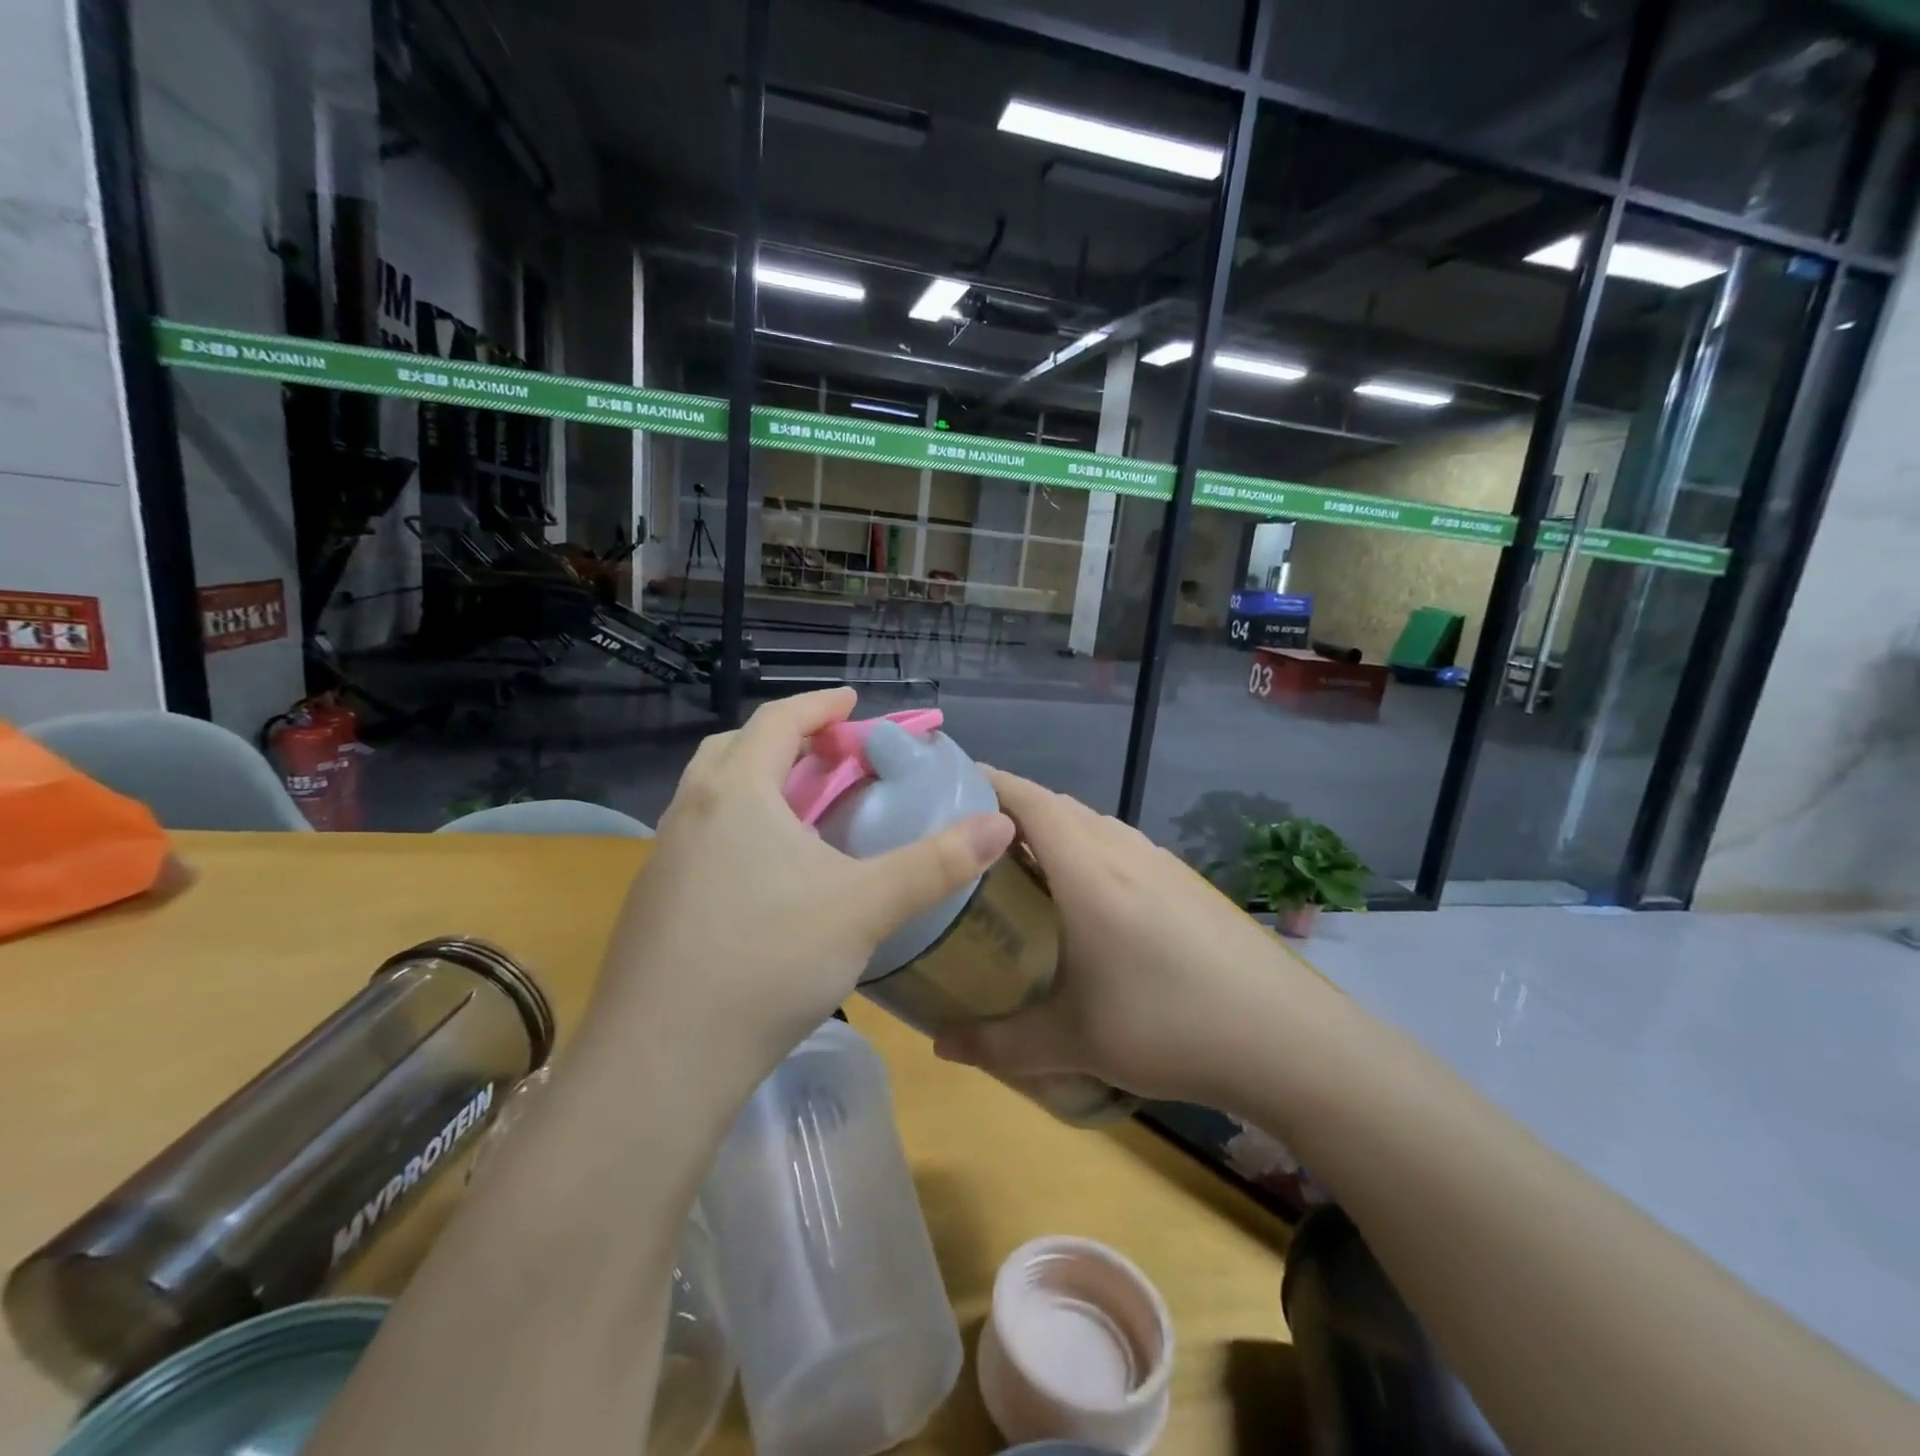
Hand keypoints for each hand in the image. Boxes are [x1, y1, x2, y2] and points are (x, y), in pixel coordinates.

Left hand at [586, 689, 1013, 1090]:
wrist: (661, 1060)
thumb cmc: (769, 961)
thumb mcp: (865, 907)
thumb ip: (936, 864)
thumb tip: (1000, 825)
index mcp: (737, 793)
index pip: (778, 720)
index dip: (820, 705)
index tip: (853, 702)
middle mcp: (691, 812)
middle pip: (736, 748)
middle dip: (786, 740)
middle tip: (829, 758)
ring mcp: (663, 858)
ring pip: (711, 795)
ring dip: (757, 785)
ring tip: (801, 813)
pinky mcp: (653, 901)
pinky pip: (699, 837)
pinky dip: (736, 829)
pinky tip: (764, 876)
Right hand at [935, 769, 1307, 1104]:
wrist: (1288, 1039)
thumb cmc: (1170, 1026)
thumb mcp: (1075, 1041)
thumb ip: (998, 1043)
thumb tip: (941, 1046)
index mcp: (1087, 868)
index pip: (1027, 799)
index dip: (986, 783)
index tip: (946, 788)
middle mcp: (1122, 849)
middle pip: (1056, 806)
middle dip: (1009, 812)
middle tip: (969, 845)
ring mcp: (1160, 862)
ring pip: (1091, 826)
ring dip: (1052, 834)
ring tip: (1021, 872)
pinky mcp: (1186, 882)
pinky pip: (1120, 848)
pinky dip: (1087, 854)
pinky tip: (1088, 904)